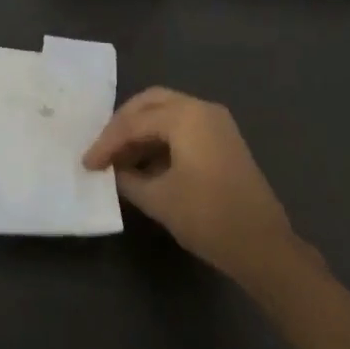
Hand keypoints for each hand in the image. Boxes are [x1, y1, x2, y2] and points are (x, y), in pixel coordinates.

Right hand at [83, 87, 296, 283]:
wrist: (263, 246)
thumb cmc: (208, 218)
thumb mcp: (158, 199)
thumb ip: (128, 178)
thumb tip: (113, 170)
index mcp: (186, 116)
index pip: (134, 122)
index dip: (106, 142)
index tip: (86, 163)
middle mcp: (201, 108)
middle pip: (150, 103)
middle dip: (122, 123)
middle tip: (102, 148)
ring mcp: (216, 122)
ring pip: (167, 111)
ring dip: (141, 129)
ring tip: (119, 157)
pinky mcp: (223, 139)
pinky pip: (182, 125)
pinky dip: (160, 137)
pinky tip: (144, 161)